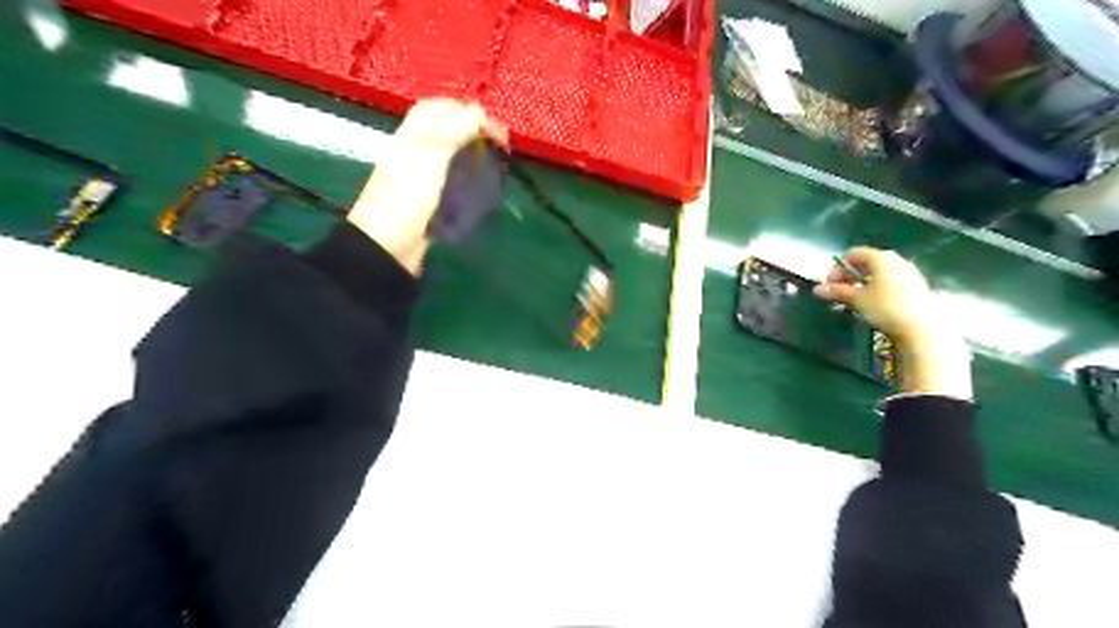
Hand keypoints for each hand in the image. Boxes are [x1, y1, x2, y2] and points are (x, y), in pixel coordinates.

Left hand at [348, 99, 508, 273]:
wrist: (384, 251)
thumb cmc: (404, 204)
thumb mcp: (428, 163)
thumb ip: (450, 134)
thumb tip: (477, 112)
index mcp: (411, 138)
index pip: (440, 109)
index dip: (470, 112)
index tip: (498, 134)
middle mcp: (414, 153)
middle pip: (444, 128)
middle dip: (473, 129)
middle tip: (498, 146)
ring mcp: (420, 178)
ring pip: (448, 153)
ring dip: (471, 152)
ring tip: (493, 163)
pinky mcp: (427, 201)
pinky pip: (449, 179)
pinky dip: (467, 176)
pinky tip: (480, 187)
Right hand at [816, 248, 970, 399]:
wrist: (922, 328)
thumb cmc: (886, 308)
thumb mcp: (857, 299)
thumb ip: (836, 291)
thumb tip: (816, 289)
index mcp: (881, 258)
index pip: (852, 254)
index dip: (837, 268)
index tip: (830, 285)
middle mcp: (896, 260)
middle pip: (866, 263)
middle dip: (849, 277)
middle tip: (840, 293)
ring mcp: (909, 273)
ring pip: (879, 274)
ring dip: (863, 284)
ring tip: (855, 302)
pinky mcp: (917, 286)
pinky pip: (891, 282)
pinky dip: (878, 289)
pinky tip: (875, 306)